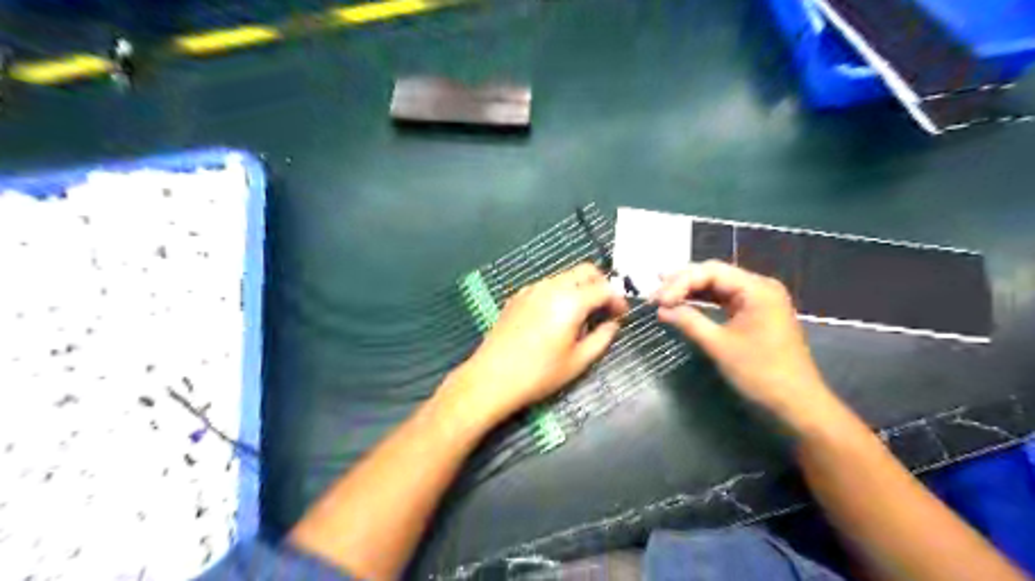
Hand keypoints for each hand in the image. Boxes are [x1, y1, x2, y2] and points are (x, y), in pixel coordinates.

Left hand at [442, 261, 625, 420]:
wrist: (492, 377)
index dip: (618, 299)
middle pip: (585, 271)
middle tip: (604, 310)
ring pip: (565, 276)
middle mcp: (551, 286)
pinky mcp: (517, 296)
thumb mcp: (578, 361)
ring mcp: (531, 289)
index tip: (620, 316)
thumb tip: (612, 324)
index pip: (604, 287)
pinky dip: (560, 293)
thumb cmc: (539, 373)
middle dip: (600, 285)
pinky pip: (547, 286)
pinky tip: (555, 318)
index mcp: (571, 301)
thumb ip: (602, 338)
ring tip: (580, 317)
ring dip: (580, 288)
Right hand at [654, 260, 829, 423]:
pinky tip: (684, 303)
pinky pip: (725, 300)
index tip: (658, 301)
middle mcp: (759, 287)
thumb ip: (689, 321)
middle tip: (655, 295)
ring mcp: (759, 300)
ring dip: (691, 290)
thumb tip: (662, 309)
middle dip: (683, 283)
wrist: (797, 403)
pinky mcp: (756, 314)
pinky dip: (704, 301)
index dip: (680, 282)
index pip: (711, 271)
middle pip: (714, 274)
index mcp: (757, 289)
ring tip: (663, 295)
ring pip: (718, 286)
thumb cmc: (760, 372)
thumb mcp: (719, 345)